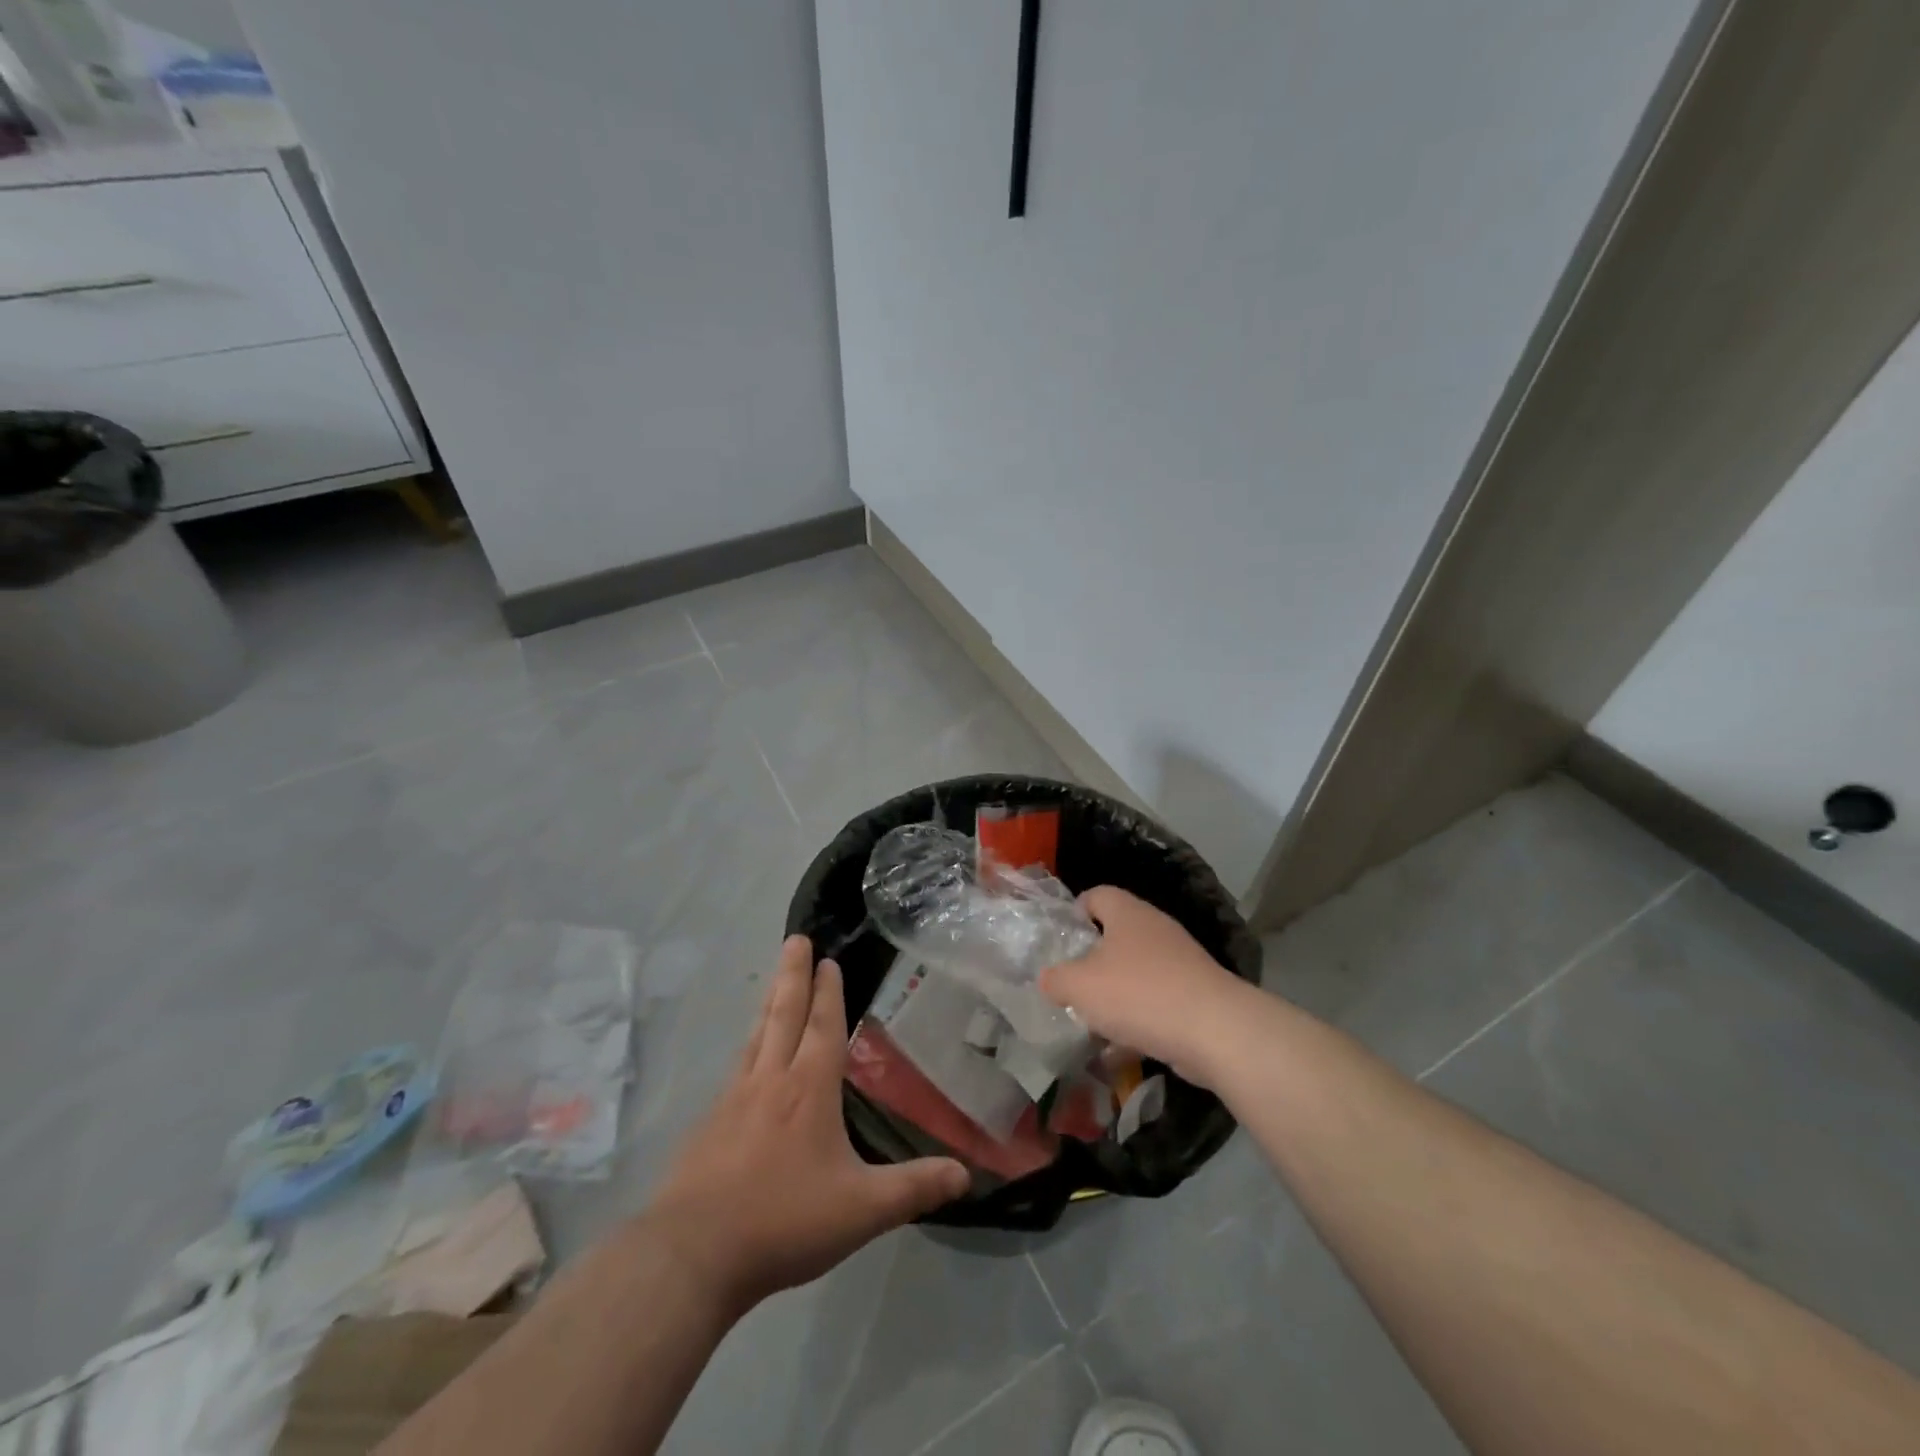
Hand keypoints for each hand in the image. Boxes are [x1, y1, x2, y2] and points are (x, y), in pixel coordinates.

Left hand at [646, 935, 968, 1315]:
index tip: (827, 959)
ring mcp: (733, 1100)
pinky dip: (748, 1046)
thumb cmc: (784, 1221)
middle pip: (783, 1015)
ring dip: (769, 1004)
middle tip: (795, 939)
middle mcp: (770, 1081)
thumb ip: (914, 1188)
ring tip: (775, 981)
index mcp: (808, 1089)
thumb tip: (966, 1175)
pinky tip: (747, 1058)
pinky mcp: (708, 1125)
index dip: (827, 992)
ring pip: (756, 1037)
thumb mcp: (862, 1210)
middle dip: (793, 975)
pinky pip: (736, 1069)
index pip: (822, 1027)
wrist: (692, 1254)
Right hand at [1038, 885, 1252, 1088]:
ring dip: (1115, 994)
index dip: (1075, 913)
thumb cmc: (1139, 994)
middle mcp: (1155, 928)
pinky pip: (1156, 1000)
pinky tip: (1123, 1048)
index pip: (1096, 895)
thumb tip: (1049, 978)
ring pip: (1136, 971)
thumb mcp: (1080, 986)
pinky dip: (1139, 1019)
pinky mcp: (1195, 992)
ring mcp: (1180, 960)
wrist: (1215, 1031)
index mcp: (1127, 913)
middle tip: (1072, 986)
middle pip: (1115, 935)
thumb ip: (1055, 979)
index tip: (1060, 942)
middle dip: (1092, 962)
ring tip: (1093, 1022)